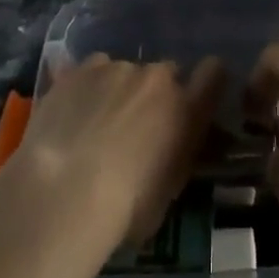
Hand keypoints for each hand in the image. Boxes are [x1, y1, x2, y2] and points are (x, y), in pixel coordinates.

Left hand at [12, 54, 223, 246]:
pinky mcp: (82, 68)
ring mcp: (118, 67)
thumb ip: (176, 155)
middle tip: (136, 126)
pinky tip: (72, 112)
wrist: (64, 192)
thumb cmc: (124, 209)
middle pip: (166, 73)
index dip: (207, 81)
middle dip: (156, 93)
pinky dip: (89, 86)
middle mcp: (157, 78)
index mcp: (186, 109)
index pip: (214, 73)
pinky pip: (94, 70)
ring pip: (126, 71)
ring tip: (95, 124)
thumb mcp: (166, 192)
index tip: (197, 96)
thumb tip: (171, 147)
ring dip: (120, 90)